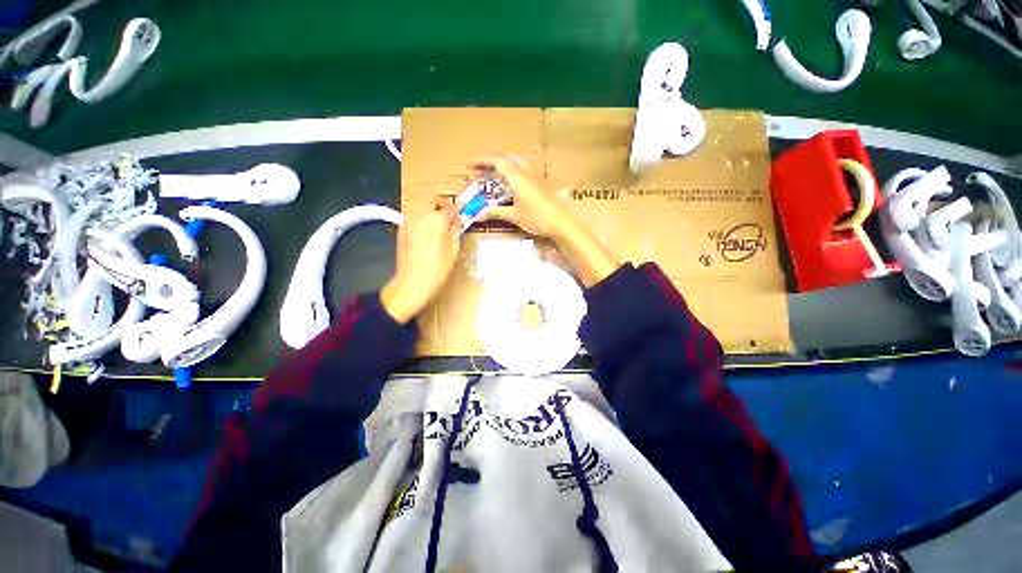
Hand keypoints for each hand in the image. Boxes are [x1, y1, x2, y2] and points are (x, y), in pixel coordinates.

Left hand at [381, 207, 460, 323]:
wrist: (412, 283)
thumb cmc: (438, 267)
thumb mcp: (453, 249)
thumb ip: (456, 230)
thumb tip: (459, 219)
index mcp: (436, 218)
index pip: (451, 207)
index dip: (460, 209)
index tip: (465, 213)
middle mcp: (419, 214)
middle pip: (432, 200)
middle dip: (442, 206)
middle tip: (451, 219)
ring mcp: (408, 222)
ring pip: (422, 208)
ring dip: (432, 213)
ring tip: (440, 228)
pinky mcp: (401, 230)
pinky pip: (415, 219)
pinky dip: (423, 222)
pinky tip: (428, 236)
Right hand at [470, 156, 619, 287]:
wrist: (562, 222)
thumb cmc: (537, 217)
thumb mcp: (514, 215)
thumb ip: (496, 212)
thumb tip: (478, 214)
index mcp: (517, 177)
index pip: (497, 162)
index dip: (481, 161)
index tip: (468, 165)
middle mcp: (525, 173)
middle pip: (504, 162)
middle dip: (488, 165)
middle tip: (476, 174)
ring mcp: (533, 178)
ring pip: (513, 168)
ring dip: (499, 171)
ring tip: (489, 180)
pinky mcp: (538, 185)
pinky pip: (519, 175)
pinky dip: (508, 177)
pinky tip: (506, 189)